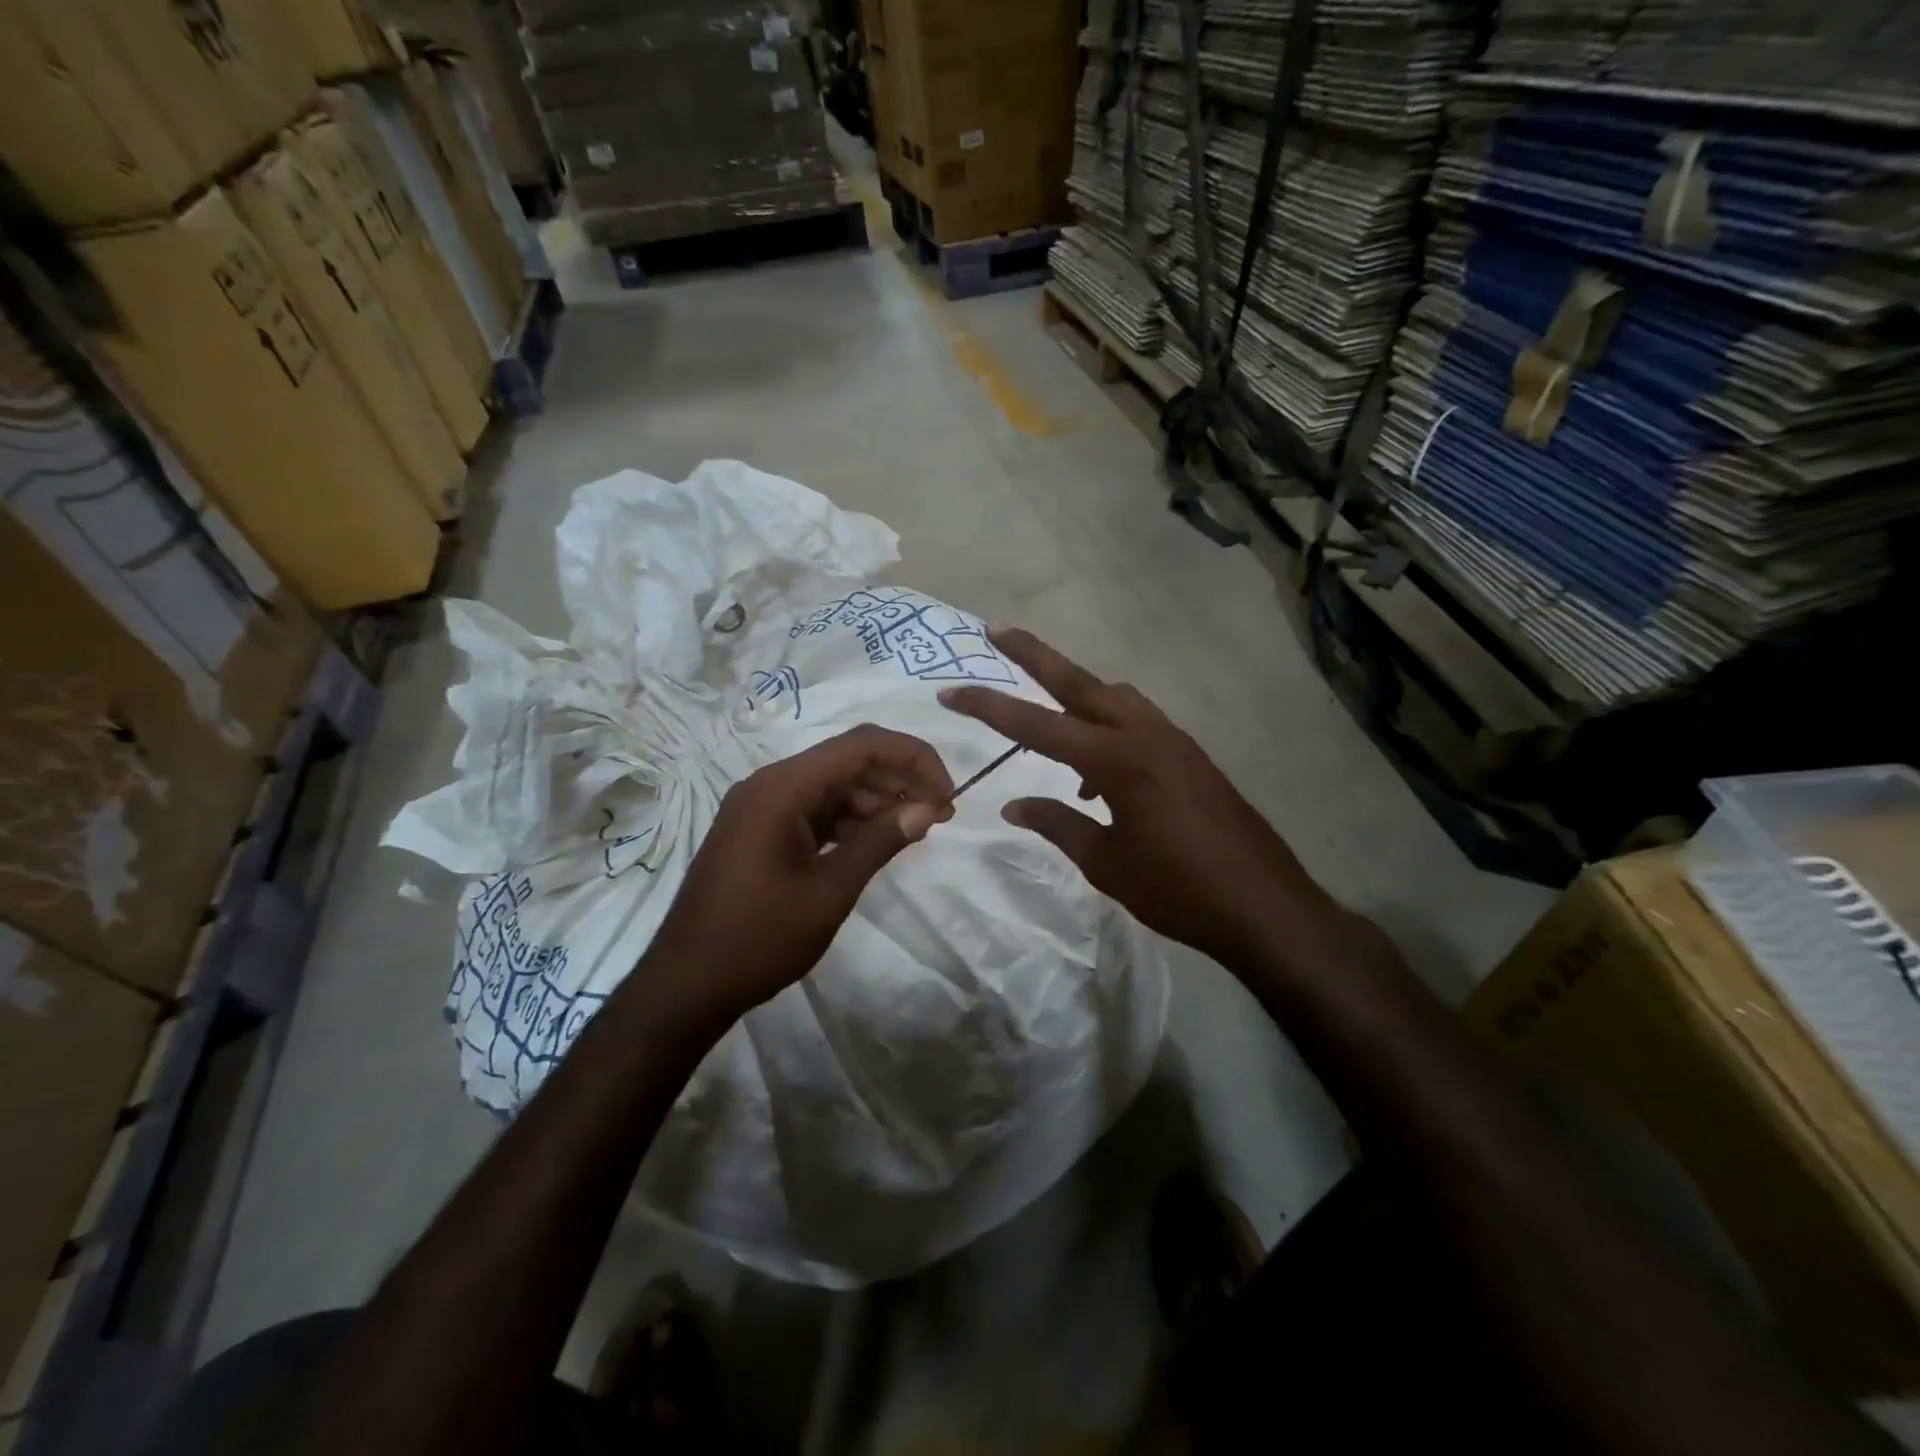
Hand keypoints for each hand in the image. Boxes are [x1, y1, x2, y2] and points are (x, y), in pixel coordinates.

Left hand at [641, 725, 953, 1028]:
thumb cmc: (760, 938)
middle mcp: (769, 784)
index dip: (913, 758)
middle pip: (847, 760)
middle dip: (899, 780)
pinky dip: (849, 819)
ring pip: (833, 785)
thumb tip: (928, 808)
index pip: (861, 745)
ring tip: (915, 830)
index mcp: (782, 788)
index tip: (947, 793)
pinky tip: (876, 840)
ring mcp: (761, 807)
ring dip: (876, 800)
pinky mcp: (760, 830)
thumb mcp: (830, 891)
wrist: (687, 984)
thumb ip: (881, 841)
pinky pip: (814, 809)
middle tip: (940, 814)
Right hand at [940, 629, 1328, 967]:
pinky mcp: (1191, 756)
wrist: (1265, 906)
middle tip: (996, 630)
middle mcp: (1145, 735)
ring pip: (1114, 697)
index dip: (989, 707)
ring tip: (1048, 723)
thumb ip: (1058, 824)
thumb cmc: (1178, 890)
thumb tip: (1013, 805)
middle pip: (1080, 682)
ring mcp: (1174, 741)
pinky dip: (1109, 730)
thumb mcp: (1106, 864)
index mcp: (1117, 761)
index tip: (951, 691)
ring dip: (1077, 695)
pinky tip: (1099, 777)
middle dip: (1035, 655)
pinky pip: (1139, 724)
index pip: (1037, 726)